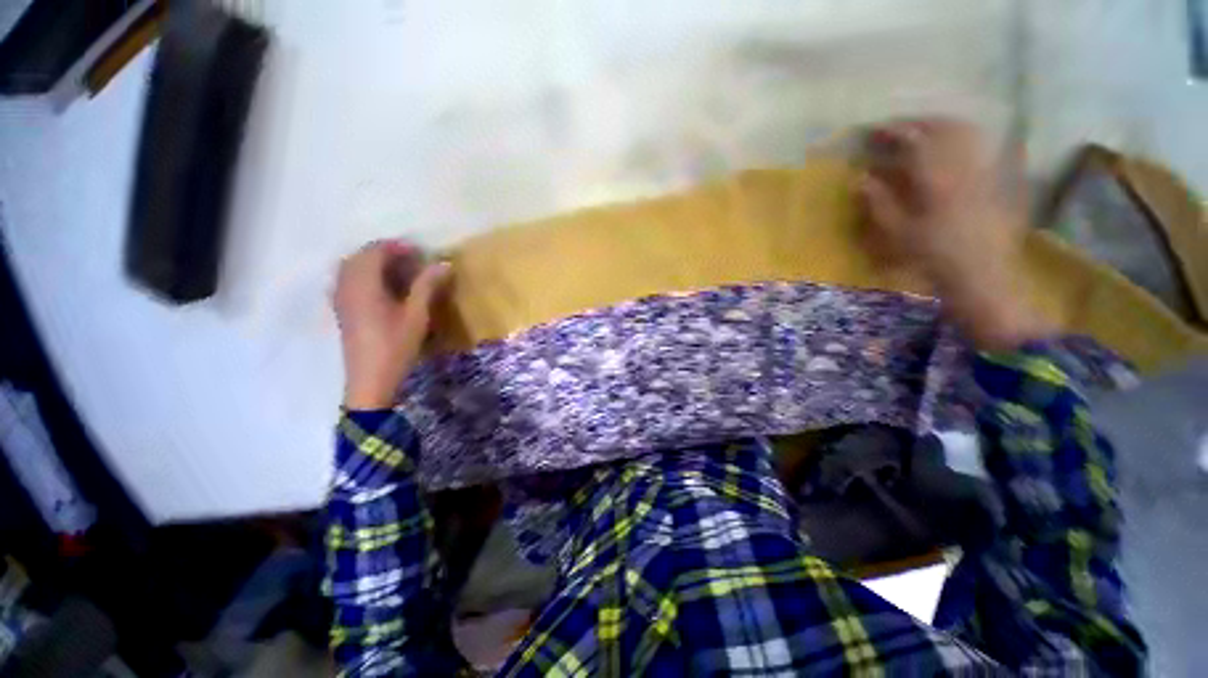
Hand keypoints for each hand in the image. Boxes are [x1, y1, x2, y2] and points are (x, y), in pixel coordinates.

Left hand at [333, 240, 451, 409]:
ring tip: (398, 271)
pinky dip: (364, 275)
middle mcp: (346, 286)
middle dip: (385, 252)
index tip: (420, 253)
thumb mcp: (416, 315)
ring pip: (351, 267)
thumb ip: (427, 286)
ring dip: (373, 263)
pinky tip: (382, 287)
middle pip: (360, 256)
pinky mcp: (342, 309)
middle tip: (411, 261)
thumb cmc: (396, 346)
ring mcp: (340, 298)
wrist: (370, 379)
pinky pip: (348, 280)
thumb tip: (443, 263)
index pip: (374, 251)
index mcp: (363, 285)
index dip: (397, 247)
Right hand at [857, 118, 1052, 350]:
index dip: (891, 132)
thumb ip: (878, 202)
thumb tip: (861, 178)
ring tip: (922, 130)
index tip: (872, 131)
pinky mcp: (994, 179)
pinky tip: (953, 145)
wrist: (980, 274)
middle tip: (896, 127)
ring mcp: (982, 170)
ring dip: (940, 125)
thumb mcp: (896, 233)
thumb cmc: (932, 256)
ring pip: (964, 132)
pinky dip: (962, 138)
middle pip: (941, 128)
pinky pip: (979, 146)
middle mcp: (961, 166)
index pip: (913, 141)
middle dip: (916, 123)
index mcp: (935, 178)